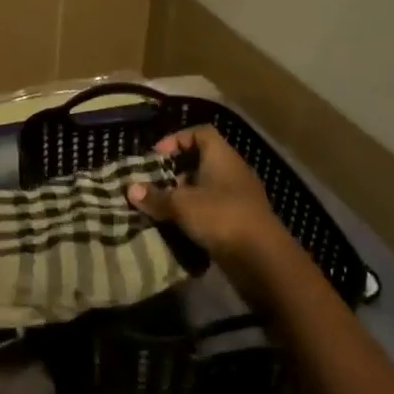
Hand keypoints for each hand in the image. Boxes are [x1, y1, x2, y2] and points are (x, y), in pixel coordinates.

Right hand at [126, 124, 281, 258]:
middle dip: (176, 172)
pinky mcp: (242, 222)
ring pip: (206, 188)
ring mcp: (240, 198)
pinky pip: (214, 211)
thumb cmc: (221, 217)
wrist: (263, 260)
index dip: (177, 139)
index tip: (156, 156)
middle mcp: (233, 172)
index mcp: (222, 156)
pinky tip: (180, 228)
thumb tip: (130, 189)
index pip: (200, 133)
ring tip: (163, 208)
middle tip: (155, 185)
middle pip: (201, 161)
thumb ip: (155, 196)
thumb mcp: (181, 205)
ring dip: (185, 196)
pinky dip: (197, 216)